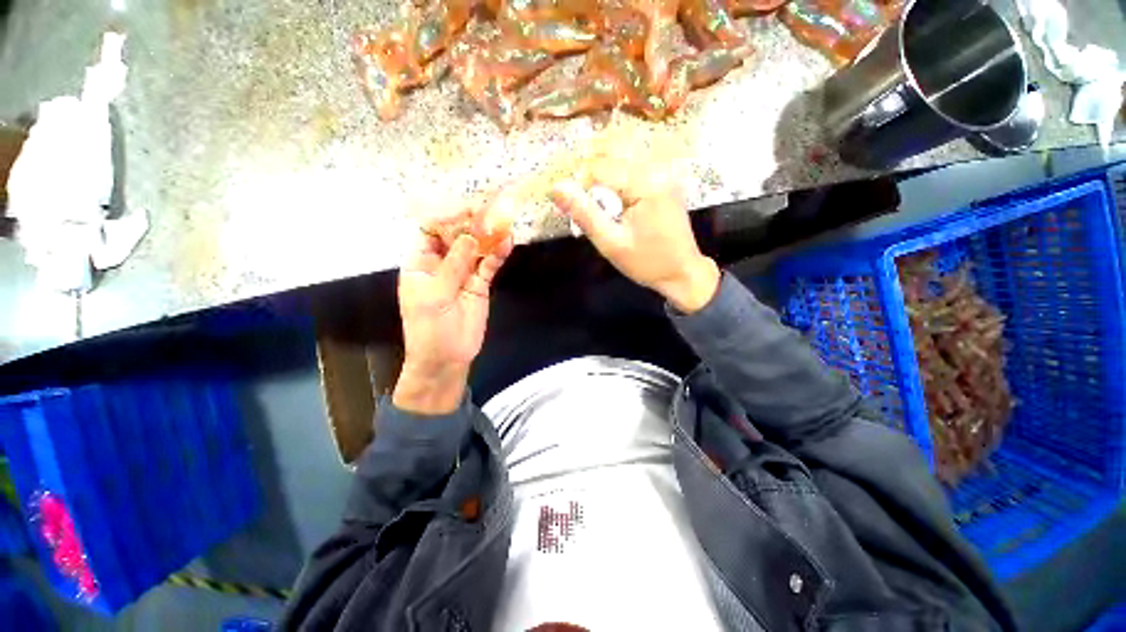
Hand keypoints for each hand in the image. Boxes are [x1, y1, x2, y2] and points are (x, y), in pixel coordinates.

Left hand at [394, 213, 513, 414]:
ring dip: (488, 237)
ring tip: (502, 223)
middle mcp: (442, 264)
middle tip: (489, 211)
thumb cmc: (429, 328)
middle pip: (456, 237)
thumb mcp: (434, 295)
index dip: (446, 218)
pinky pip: (489, 266)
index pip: (431, 231)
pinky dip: (498, 255)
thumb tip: (471, 236)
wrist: (446, 358)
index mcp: (420, 263)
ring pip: (476, 249)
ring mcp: (463, 274)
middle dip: (471, 224)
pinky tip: (507, 244)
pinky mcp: (480, 284)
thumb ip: (453, 265)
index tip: (466, 209)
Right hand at [550, 157, 719, 313]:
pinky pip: (636, 162)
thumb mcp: (611, 243)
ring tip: (586, 185)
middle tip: (574, 189)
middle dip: (588, 165)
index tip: (566, 200)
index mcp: (646, 185)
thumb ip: (584, 214)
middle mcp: (658, 169)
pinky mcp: (666, 179)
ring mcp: (665, 172)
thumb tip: (556, 188)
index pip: (600, 166)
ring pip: (625, 151)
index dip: (578, 180)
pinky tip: (607, 184)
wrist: (683, 272)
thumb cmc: (646, 263)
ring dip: (601, 163)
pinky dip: (617, 168)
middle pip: (614, 149)